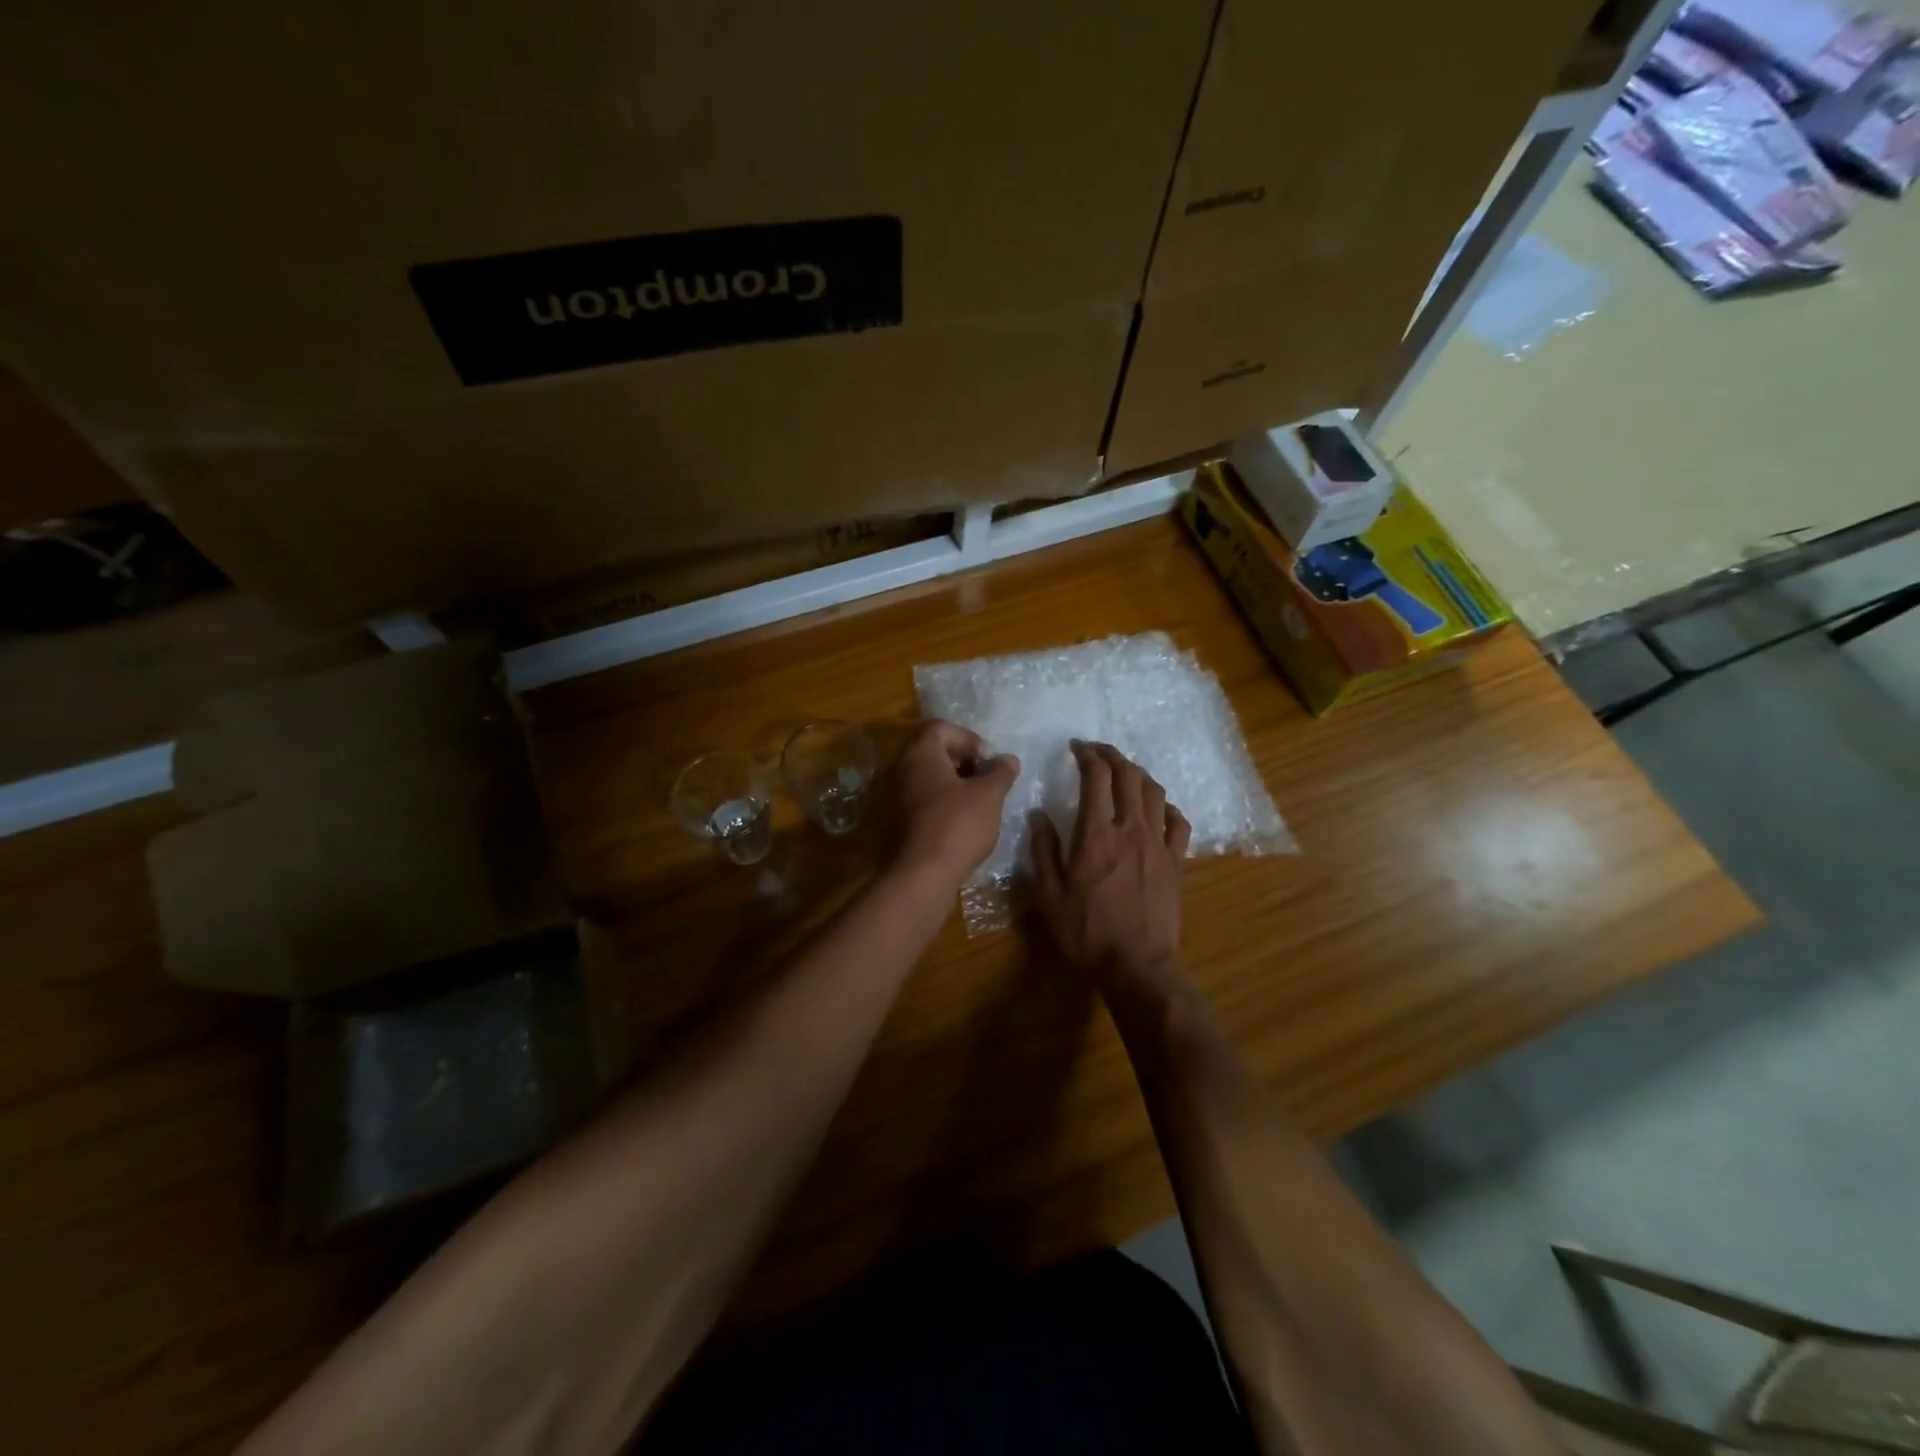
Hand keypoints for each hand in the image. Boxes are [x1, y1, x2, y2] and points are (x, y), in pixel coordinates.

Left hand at [890, 720, 1020, 884]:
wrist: (919, 877)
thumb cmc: (957, 825)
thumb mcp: (989, 795)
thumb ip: (1000, 772)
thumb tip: (1007, 759)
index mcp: (919, 754)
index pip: (941, 728)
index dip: (968, 738)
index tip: (988, 761)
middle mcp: (897, 770)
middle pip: (930, 752)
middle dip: (960, 762)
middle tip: (983, 782)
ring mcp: (888, 798)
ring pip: (922, 780)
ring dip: (948, 786)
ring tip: (973, 805)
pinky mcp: (887, 825)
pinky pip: (914, 803)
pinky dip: (935, 806)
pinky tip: (954, 826)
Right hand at [1029, 740, 1190, 991]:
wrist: (1137, 966)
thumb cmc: (1086, 932)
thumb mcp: (1049, 894)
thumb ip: (1043, 849)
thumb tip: (1038, 814)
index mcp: (1096, 834)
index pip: (1096, 777)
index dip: (1086, 755)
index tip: (1076, 747)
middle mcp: (1131, 829)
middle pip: (1128, 776)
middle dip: (1112, 755)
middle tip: (1097, 751)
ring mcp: (1158, 844)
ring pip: (1155, 792)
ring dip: (1138, 774)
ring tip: (1124, 772)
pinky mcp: (1176, 862)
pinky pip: (1178, 822)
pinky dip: (1167, 807)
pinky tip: (1158, 809)